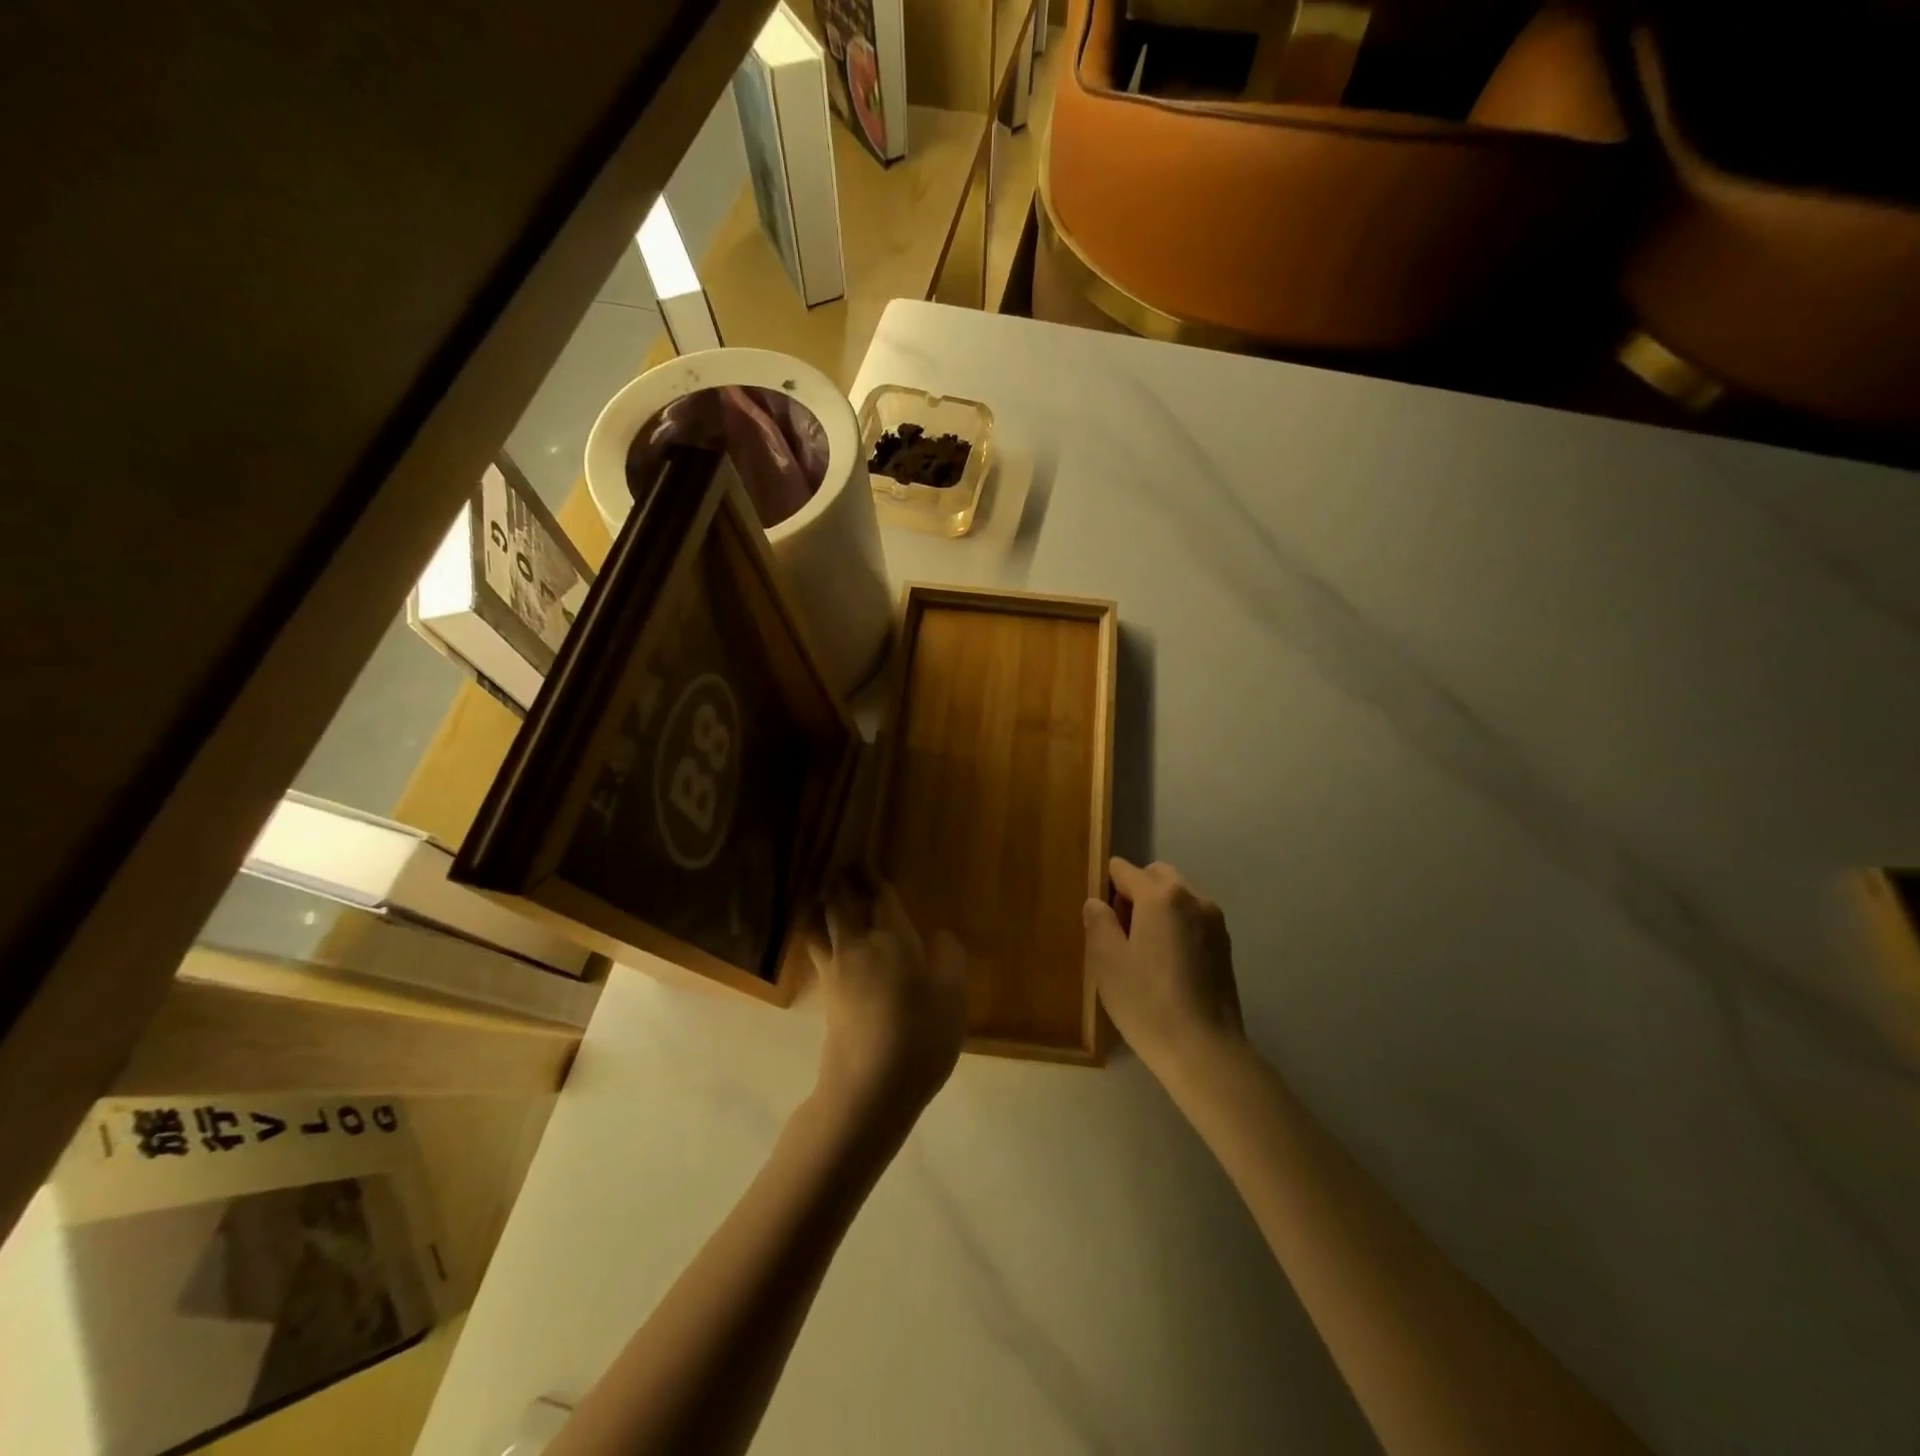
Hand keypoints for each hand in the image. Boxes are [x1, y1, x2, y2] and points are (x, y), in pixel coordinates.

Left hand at [808, 870, 965, 1124]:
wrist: (870, 1088)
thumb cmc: (920, 1036)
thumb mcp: (952, 997)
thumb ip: (949, 959)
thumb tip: (940, 936)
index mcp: (893, 938)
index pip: (881, 898)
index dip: (875, 879)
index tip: (865, 862)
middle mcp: (858, 946)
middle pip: (841, 904)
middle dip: (841, 883)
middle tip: (841, 869)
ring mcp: (835, 971)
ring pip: (820, 925)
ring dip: (821, 906)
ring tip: (820, 896)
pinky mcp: (825, 996)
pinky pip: (816, 951)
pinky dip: (815, 935)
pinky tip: (820, 941)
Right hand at [1084, 857, 1242, 1078]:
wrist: (1205, 1051)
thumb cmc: (1147, 1002)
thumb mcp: (1106, 961)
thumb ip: (1098, 922)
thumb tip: (1097, 903)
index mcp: (1161, 896)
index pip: (1125, 870)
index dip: (1106, 885)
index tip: (1098, 915)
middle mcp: (1193, 898)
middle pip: (1157, 877)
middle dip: (1135, 892)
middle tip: (1120, 932)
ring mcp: (1215, 923)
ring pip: (1178, 898)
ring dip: (1158, 910)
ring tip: (1144, 952)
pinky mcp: (1225, 948)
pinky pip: (1193, 921)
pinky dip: (1177, 928)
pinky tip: (1167, 966)